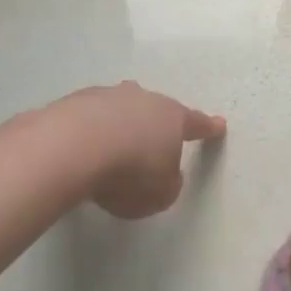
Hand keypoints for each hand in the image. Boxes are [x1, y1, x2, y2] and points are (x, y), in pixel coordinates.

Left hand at [55, 82, 225, 219]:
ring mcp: (105, 97)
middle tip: (153, 140)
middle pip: (154, 109)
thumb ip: (168, 183)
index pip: (196, 123)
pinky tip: (80, 151)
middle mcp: (142, 100)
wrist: (71, 149)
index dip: (208, 128)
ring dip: (119, 126)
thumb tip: (161, 174)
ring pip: (119, 109)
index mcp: (172, 118)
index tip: (219, 125)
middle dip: (155, 123)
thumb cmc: (130, 172)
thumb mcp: (162, 193)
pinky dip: (88, 132)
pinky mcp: (71, 103)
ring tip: (110, 151)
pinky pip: (87, 119)